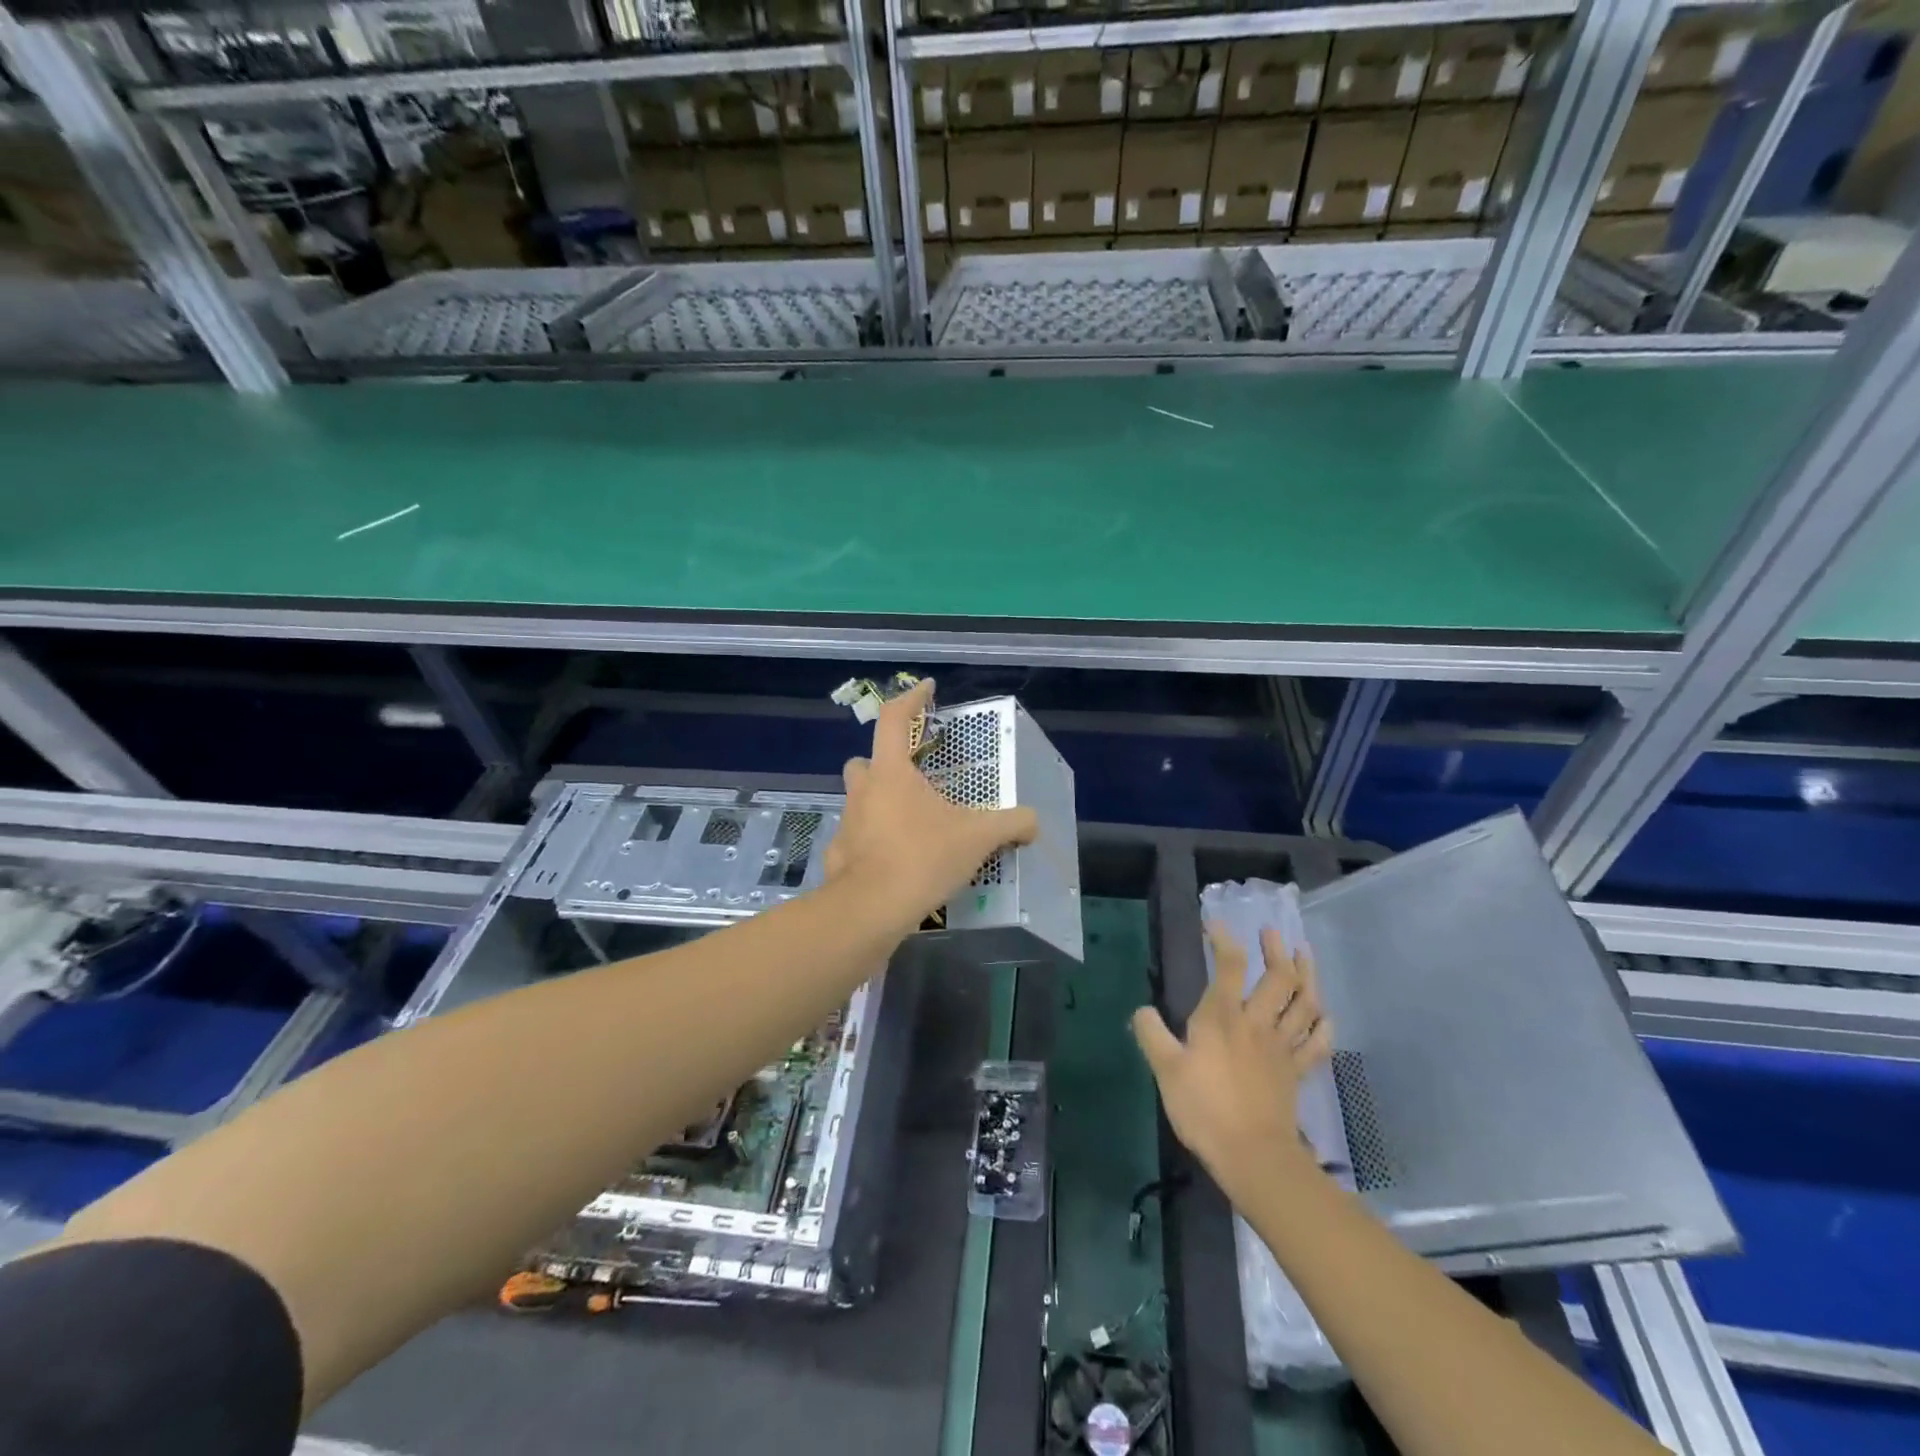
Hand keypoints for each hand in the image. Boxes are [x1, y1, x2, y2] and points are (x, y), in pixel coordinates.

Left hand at [825, 678, 1037, 933]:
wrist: (872, 909)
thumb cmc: (923, 857)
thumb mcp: (977, 837)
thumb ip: (1011, 824)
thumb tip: (1035, 822)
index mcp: (891, 773)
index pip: (894, 719)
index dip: (911, 699)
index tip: (927, 688)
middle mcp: (863, 792)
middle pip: (865, 762)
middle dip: (885, 763)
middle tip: (913, 777)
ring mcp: (847, 824)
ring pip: (859, 801)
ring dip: (879, 803)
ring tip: (910, 823)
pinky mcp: (839, 857)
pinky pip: (855, 840)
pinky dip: (872, 844)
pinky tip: (893, 862)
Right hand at [1133, 922, 1332, 1201]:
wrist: (1252, 1155)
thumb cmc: (1204, 1108)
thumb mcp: (1165, 1069)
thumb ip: (1151, 1034)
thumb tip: (1142, 1010)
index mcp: (1223, 1016)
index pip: (1229, 964)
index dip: (1224, 939)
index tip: (1215, 924)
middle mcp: (1257, 1023)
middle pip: (1278, 978)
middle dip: (1276, 950)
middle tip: (1272, 932)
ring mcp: (1281, 1048)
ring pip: (1304, 1004)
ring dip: (1307, 976)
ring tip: (1305, 957)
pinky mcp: (1296, 1073)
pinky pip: (1317, 1044)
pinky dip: (1323, 1026)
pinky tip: (1324, 1016)